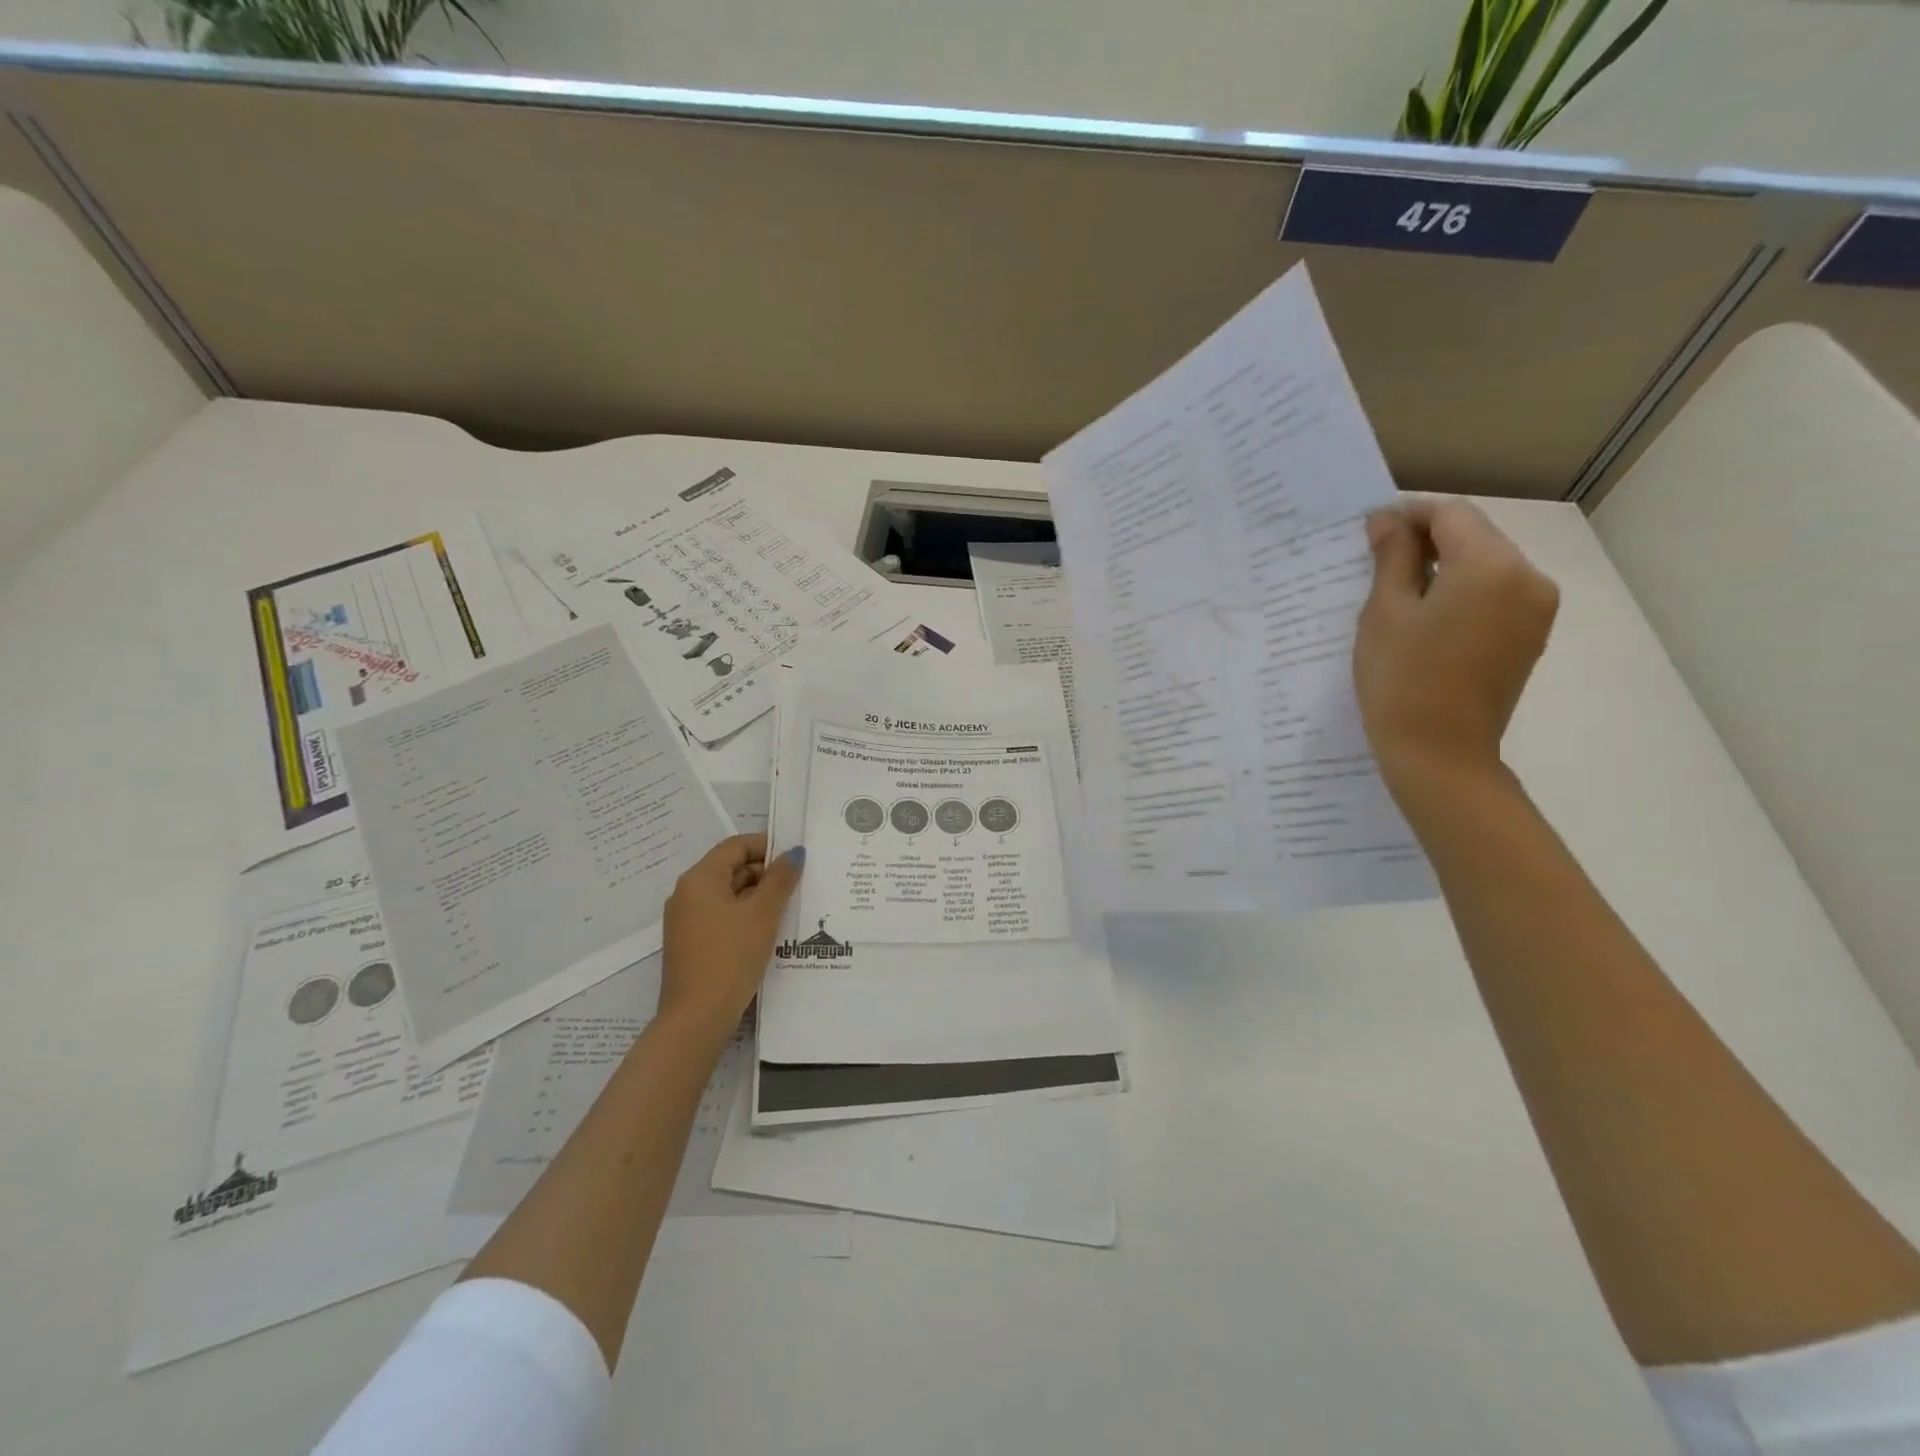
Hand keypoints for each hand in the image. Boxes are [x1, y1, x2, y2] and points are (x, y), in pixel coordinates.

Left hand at [658, 835, 804, 1040]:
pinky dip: (746, 917)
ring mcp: (687, 921)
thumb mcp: (763, 914)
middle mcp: (687, 894)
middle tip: (800, 886)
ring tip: (791, 909)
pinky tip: (770, 932)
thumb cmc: (730, 957)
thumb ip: (780, 878)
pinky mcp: (693, 945)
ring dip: (759, 897)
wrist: (698, 1018)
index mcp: (699, 879)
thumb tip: (794, 852)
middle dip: (766, 874)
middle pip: (732, 869)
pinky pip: (723, 918)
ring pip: (729, 895)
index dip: (768, 846)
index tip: (797, 858)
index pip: (736, 846)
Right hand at [1354, 498, 1558, 797]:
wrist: (1440, 754)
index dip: (1408, 515)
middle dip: (1426, 540)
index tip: (1369, 532)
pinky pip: (1494, 595)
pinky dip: (1460, 593)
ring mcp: (1536, 609)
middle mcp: (1528, 577)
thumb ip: (1392, 557)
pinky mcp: (1530, 636)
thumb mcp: (1385, 613)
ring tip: (1397, 594)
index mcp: (1492, 565)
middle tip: (1375, 562)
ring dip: (1443, 567)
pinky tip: (1425, 618)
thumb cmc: (1402, 680)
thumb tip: (1389, 518)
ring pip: (1485, 565)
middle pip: (1474, 536)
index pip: (1450, 514)